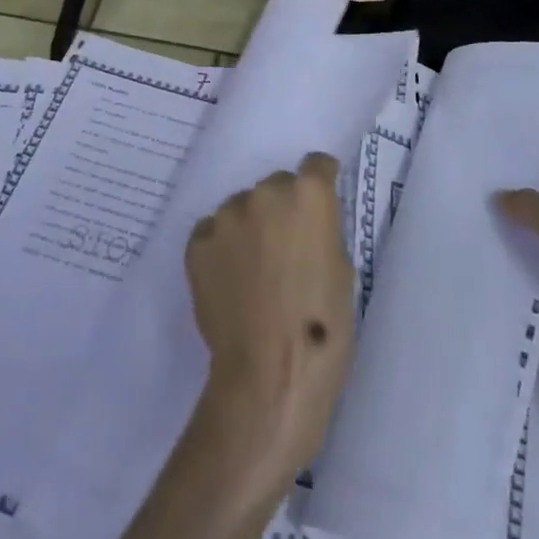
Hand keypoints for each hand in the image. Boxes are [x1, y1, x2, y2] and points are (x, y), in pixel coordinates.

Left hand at [186, 152, 355, 481]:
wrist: (269, 373)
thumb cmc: (323, 326)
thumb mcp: (341, 269)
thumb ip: (322, 231)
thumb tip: (306, 224)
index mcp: (308, 195)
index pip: (316, 165)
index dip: (320, 182)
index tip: (319, 203)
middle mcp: (265, 192)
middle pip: (276, 186)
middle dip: (282, 209)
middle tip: (286, 249)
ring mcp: (226, 216)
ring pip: (242, 209)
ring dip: (249, 227)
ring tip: (254, 271)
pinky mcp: (198, 241)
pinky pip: (213, 233)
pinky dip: (222, 248)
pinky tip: (231, 281)